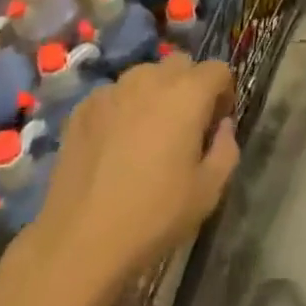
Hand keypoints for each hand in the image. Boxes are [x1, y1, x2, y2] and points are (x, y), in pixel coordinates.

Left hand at [20, 53, 239, 295]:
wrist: (79, 241)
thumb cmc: (153, 216)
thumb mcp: (208, 191)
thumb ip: (226, 149)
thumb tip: (222, 126)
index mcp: (187, 94)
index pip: (217, 69)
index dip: (224, 92)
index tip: (217, 123)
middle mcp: (150, 80)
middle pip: (180, 64)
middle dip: (190, 86)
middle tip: (185, 126)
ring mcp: (111, 91)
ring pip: (144, 75)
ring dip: (155, 93)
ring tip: (147, 133)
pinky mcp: (82, 108)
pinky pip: (114, 95)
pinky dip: (123, 108)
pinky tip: (115, 144)